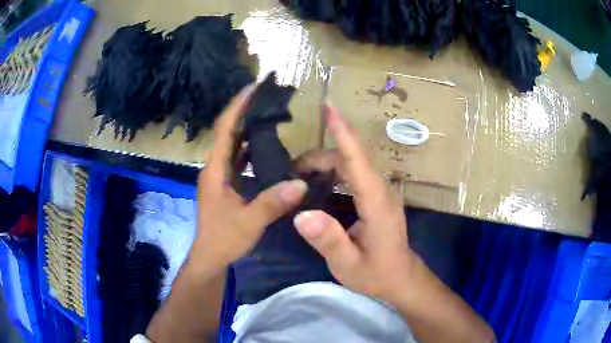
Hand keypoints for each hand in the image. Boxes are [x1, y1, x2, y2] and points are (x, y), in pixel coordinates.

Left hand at [189, 85, 307, 273]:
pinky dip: (250, 148)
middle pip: (228, 132)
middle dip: (244, 111)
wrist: (210, 257)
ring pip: (233, 145)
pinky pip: (238, 159)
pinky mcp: (225, 185)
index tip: (253, 87)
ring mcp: (219, 176)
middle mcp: (215, 167)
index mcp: (215, 170)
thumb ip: (272, 203)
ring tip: (267, 113)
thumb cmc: (223, 239)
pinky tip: (266, 146)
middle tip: (266, 96)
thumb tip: (301, 183)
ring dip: (247, 128)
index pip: (225, 129)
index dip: (238, 106)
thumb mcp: (248, 222)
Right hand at [293, 105, 413, 302]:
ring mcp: (381, 193)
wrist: (400, 278)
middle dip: (320, 155)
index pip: (357, 161)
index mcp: (377, 203)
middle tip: (290, 168)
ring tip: (298, 173)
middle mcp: (381, 191)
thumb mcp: (348, 264)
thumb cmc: (377, 274)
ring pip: (353, 164)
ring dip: (326, 161)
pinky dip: (334, 169)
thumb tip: (301, 214)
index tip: (330, 108)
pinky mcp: (377, 197)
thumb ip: (328, 240)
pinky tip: (318, 180)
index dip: (343, 133)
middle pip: (351, 158)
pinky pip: (355, 173)